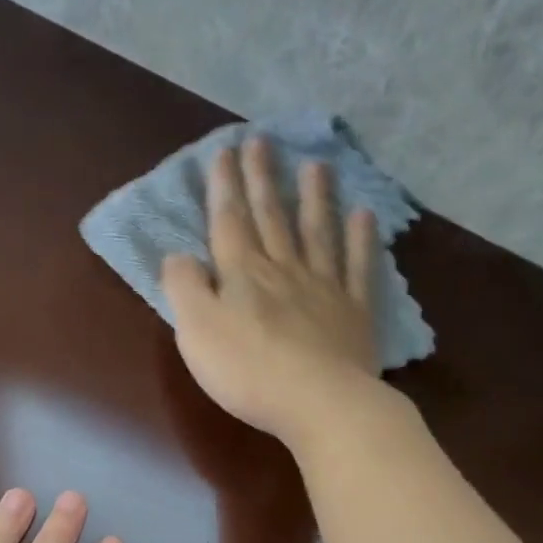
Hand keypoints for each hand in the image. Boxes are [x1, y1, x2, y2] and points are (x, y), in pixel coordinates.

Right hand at [161, 135, 381, 446]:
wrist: (318, 402)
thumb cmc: (248, 371)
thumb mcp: (196, 331)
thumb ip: (184, 288)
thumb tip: (178, 255)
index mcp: (242, 274)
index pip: (228, 222)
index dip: (224, 187)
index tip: (225, 151)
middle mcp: (284, 269)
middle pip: (272, 217)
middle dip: (263, 179)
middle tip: (263, 140)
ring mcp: (324, 288)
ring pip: (317, 233)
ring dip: (315, 197)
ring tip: (317, 165)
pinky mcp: (354, 313)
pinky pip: (358, 267)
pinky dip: (362, 240)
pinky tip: (364, 216)